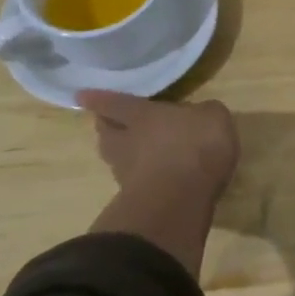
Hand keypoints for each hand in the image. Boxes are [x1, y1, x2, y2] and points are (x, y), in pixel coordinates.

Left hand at [76, 91, 239, 277]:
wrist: (181, 199)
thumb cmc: (195, 146)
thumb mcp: (214, 117)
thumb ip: (203, 113)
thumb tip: (198, 114)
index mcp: (142, 115)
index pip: (115, 103)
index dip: (98, 98)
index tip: (81, 96)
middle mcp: (127, 142)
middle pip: (106, 132)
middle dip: (105, 126)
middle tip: (108, 123)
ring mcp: (127, 173)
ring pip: (115, 158)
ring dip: (119, 154)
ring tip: (129, 152)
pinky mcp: (136, 199)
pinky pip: (133, 181)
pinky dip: (138, 178)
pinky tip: (151, 177)